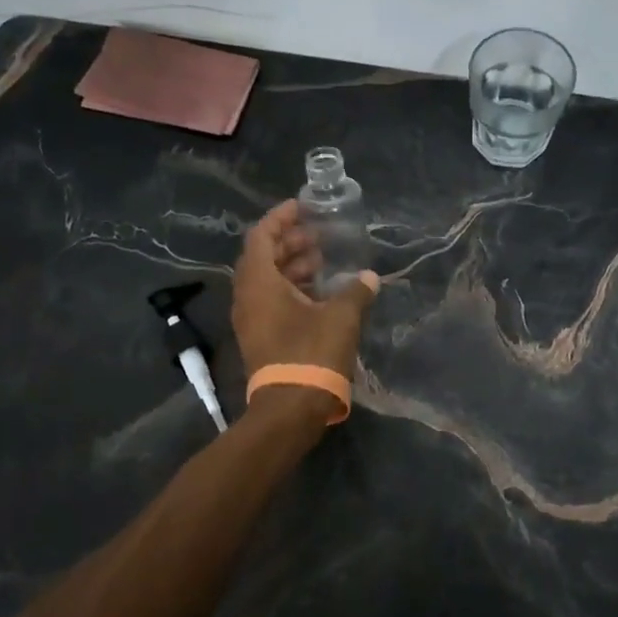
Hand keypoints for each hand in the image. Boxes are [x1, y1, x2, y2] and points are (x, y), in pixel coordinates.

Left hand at [231, 200, 378, 400]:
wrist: (290, 410)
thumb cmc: (312, 354)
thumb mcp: (341, 318)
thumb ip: (356, 291)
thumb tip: (369, 277)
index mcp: (259, 283)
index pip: (262, 236)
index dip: (281, 217)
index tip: (302, 206)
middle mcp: (248, 297)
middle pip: (262, 256)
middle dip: (290, 241)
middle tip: (318, 235)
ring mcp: (251, 319)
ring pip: (267, 280)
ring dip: (291, 265)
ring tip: (322, 260)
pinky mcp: (260, 337)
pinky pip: (271, 300)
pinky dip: (291, 288)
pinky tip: (319, 292)